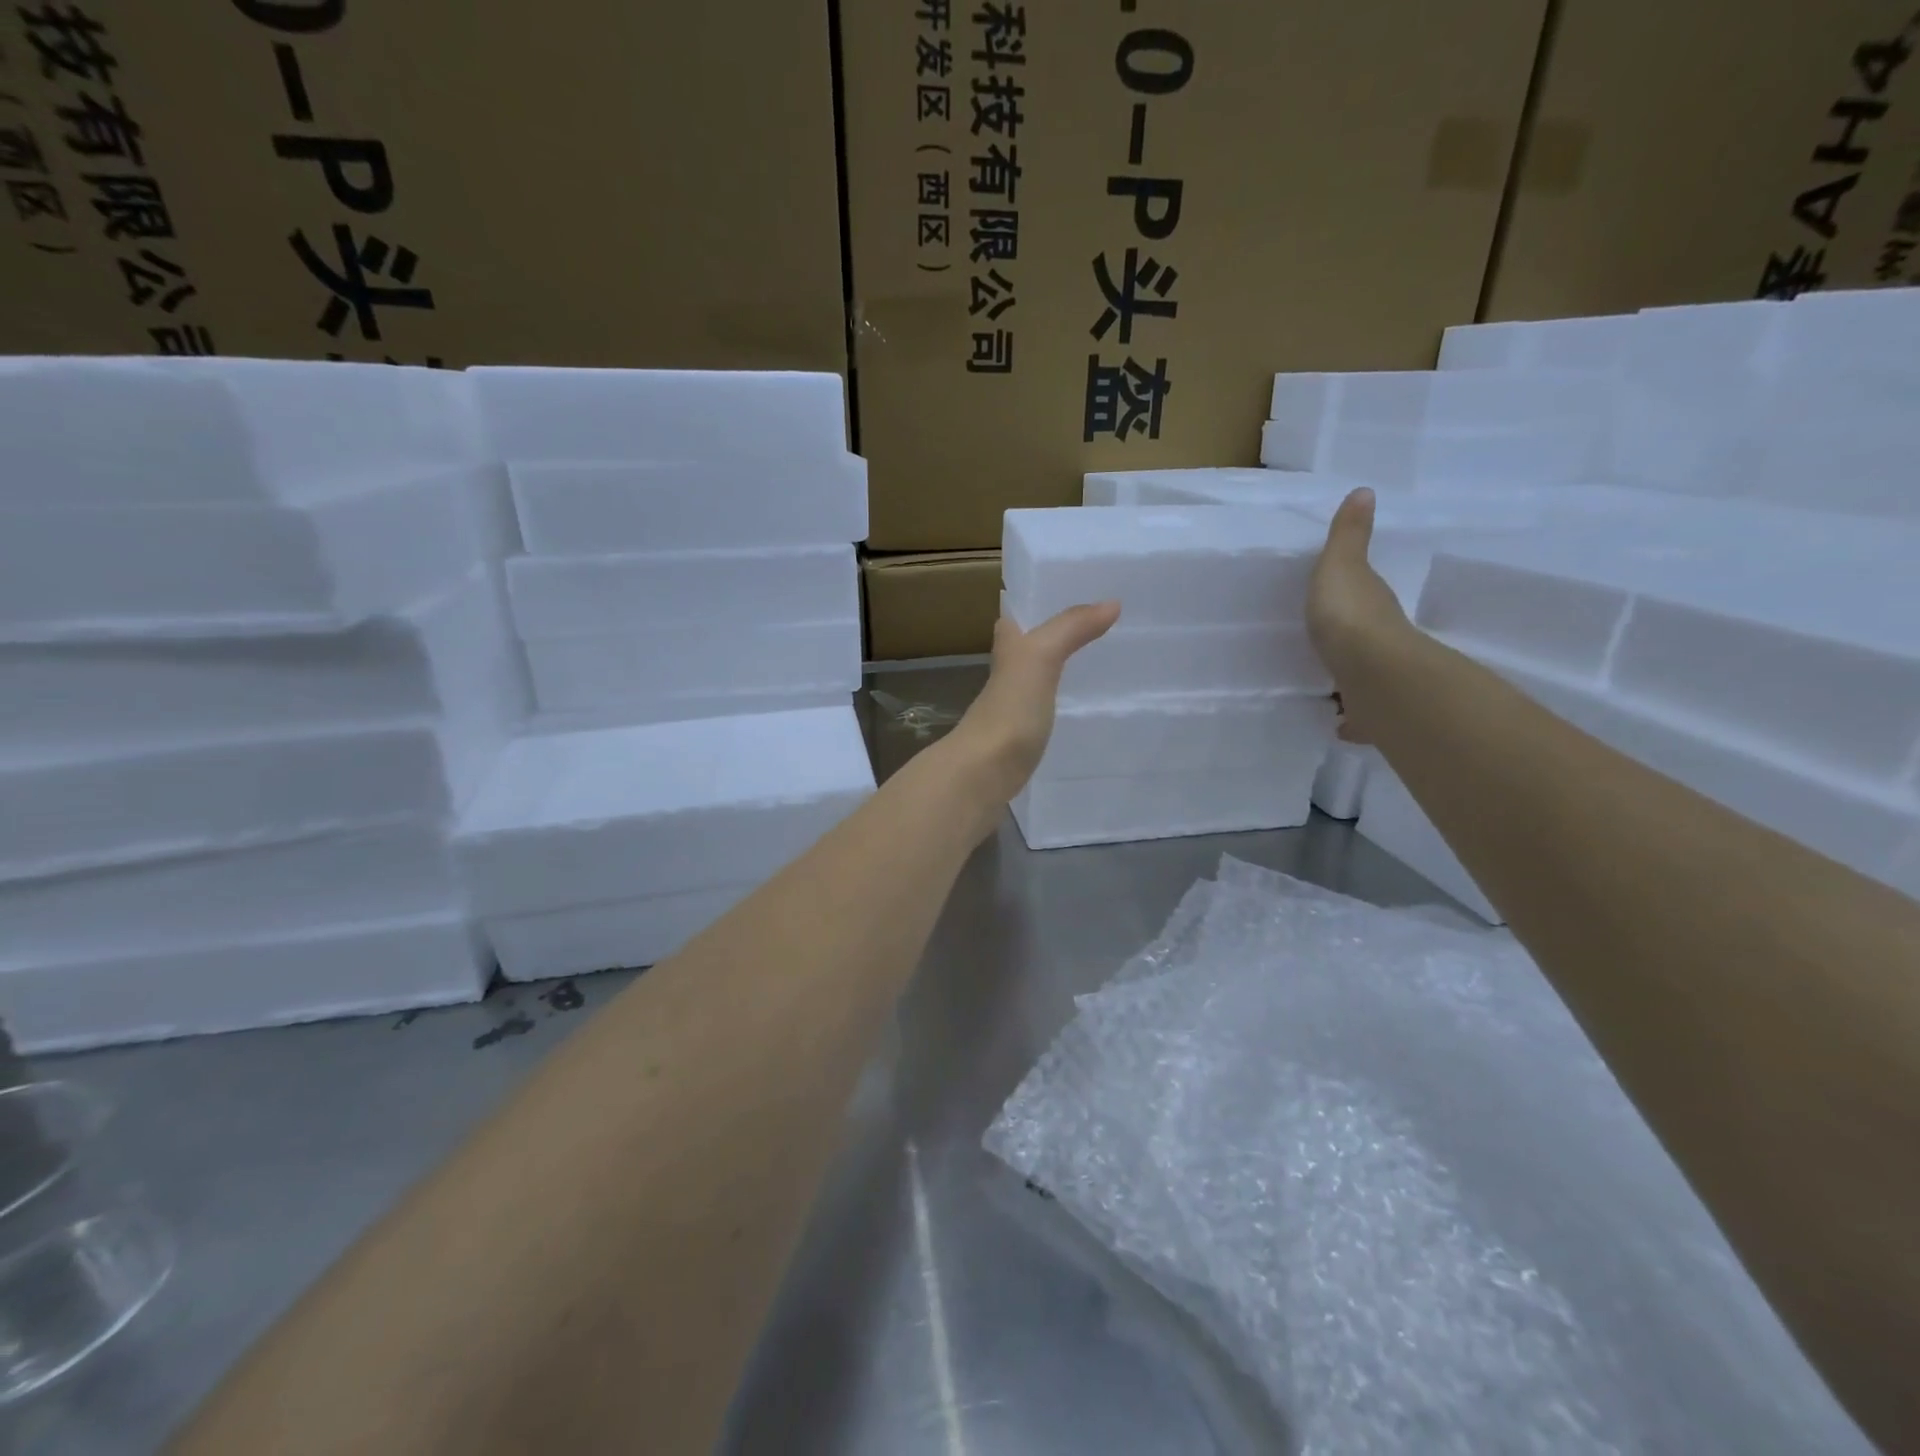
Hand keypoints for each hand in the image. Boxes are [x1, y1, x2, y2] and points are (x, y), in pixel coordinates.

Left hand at [947, 601, 1121, 802]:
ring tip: (1102, 665)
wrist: (981, 775)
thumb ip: (1070, 629)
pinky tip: (1084, 711)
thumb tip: (1111, 604)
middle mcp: (1005, 675)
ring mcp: (1012, 709)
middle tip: (1101, 628)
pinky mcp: (1021, 741)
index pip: (1018, 614)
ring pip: (1037, 680)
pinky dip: (1062, 707)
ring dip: (1061, 671)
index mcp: (1006, 649)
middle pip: (1029, 646)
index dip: (1040, 602)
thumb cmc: (1008, 711)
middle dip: (1057, 636)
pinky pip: (1045, 714)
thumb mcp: (1039, 658)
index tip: (1075, 592)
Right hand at [1307, 488, 1414, 743]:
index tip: (1333, 603)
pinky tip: (1336, 724)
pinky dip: (1352, 720)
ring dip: (1352, 683)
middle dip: (1351, 646)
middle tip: (1325, 650)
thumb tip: (1365, 491)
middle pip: (1366, 641)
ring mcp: (1379, 679)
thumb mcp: (1340, 566)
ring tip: (1325, 688)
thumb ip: (1347, 537)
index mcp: (1372, 606)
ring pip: (1364, 679)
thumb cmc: (1351, 616)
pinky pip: (1360, 717)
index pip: (1365, 597)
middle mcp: (1383, 642)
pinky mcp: (1373, 713)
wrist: (1373, 675)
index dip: (1352, 598)